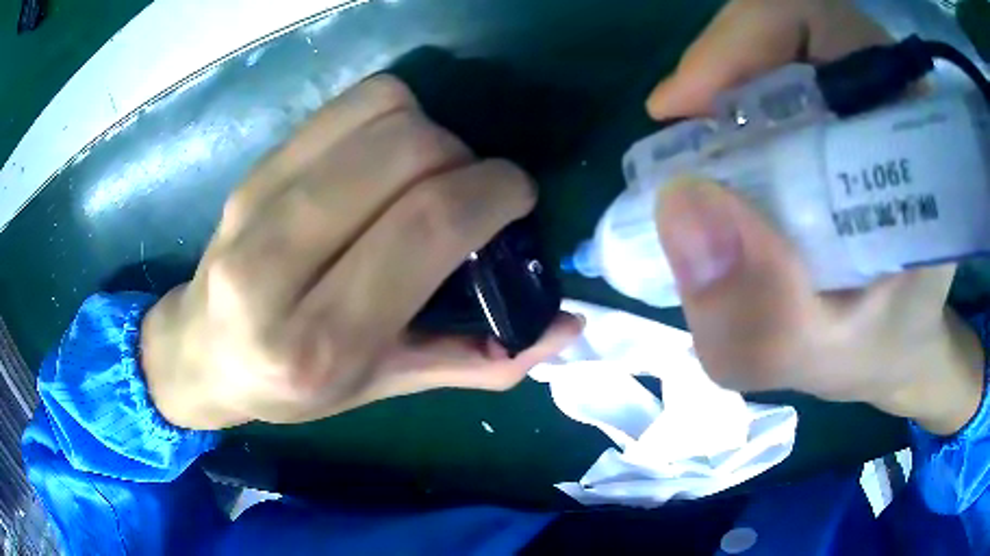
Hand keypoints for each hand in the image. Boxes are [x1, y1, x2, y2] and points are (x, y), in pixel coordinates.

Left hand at [141, 76, 581, 430]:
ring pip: (378, 115)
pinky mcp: (253, 170)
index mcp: (319, 341)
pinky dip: (392, 115)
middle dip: (466, 159)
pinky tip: (387, 156)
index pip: (426, 226)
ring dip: (431, 131)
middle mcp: (276, 266)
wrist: (202, 351)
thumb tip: (566, 327)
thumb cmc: (291, 387)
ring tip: (428, 174)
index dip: (494, 192)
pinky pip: (346, 106)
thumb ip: (478, 360)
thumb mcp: (383, 389)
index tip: (518, 196)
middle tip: (471, 191)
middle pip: (406, 152)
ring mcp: (256, 205)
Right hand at [647, 0, 984, 434]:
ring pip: (780, 39)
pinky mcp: (848, 105)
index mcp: (914, 137)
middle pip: (794, 23)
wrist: (901, 340)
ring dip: (726, 79)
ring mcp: (869, 94)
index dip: (748, 39)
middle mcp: (894, 96)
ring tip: (703, 144)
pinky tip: (727, 145)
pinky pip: (779, 64)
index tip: (686, 107)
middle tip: (686, 130)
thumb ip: (761, 320)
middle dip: (727, 62)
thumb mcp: (818, 360)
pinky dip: (736, 92)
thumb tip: (679, 207)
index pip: (829, 26)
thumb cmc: (877, 348)